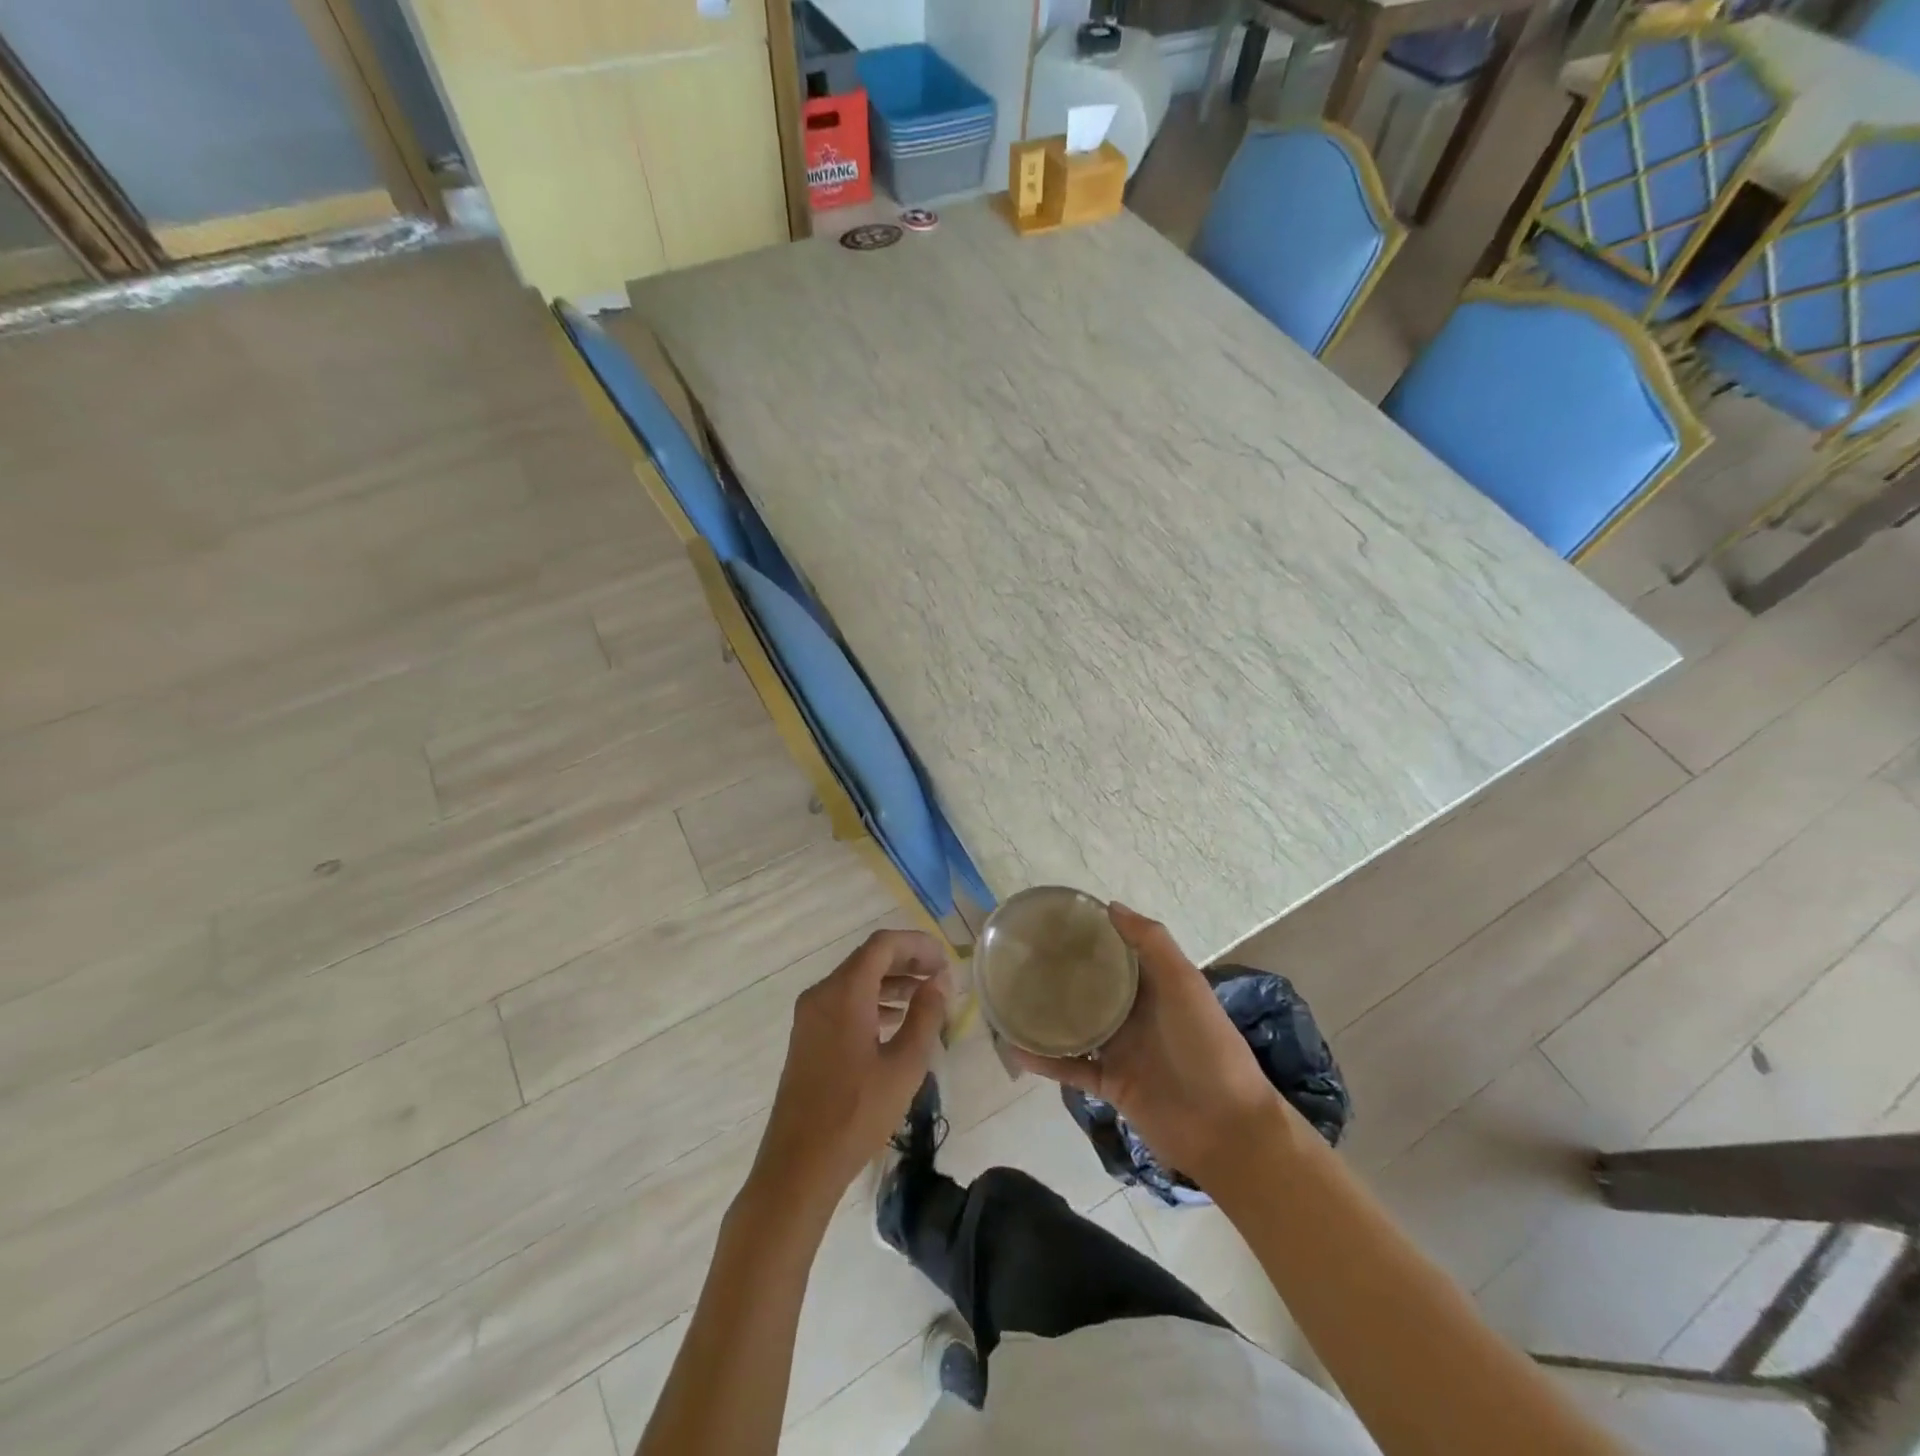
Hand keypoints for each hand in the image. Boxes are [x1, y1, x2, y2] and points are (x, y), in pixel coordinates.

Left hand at [748, 928, 948, 1217]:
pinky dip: (872, 1001)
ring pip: (856, 981)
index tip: (946, 961)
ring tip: (926, 998)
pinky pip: (843, 1002)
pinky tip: (895, 1022)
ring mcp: (810, 1016)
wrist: (798, 1166)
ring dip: (891, 982)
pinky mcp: (807, 1037)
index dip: (918, 945)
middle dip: (907, 961)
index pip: (883, 945)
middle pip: (868, 959)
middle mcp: (822, 994)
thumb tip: (940, 981)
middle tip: (941, 977)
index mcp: (844, 993)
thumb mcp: (904, 1065)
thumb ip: (926, 1016)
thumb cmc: (856, 1114)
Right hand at [1013, 904, 1292, 1188]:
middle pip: (1091, 987)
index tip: (1053, 920)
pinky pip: (1071, 1068)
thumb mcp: (1185, 984)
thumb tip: (1111, 906)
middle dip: (1061, 972)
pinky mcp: (1110, 1084)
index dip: (1090, 936)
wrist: (1226, 1129)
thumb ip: (1152, 943)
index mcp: (1155, 986)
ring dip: (1046, 1014)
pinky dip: (1045, 1060)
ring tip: (1008, 997)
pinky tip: (1016, 1048)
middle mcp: (1135, 1013)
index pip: (1117, 953)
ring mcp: (1121, 1050)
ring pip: (1075, 1026)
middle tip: (1020, 956)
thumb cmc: (1207, 1046)